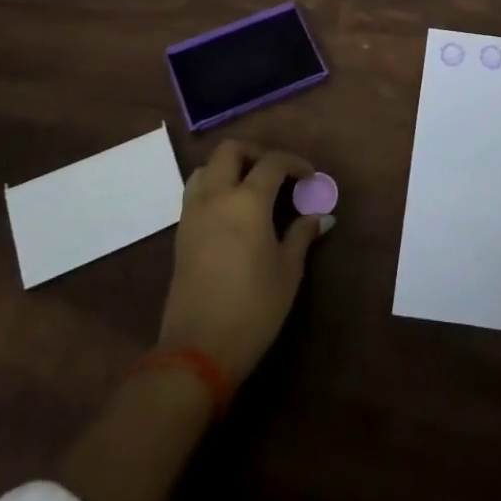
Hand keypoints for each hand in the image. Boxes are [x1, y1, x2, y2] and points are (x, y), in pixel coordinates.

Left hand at [158, 139, 325, 383]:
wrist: (198, 350)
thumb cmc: (253, 308)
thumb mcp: (288, 271)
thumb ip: (301, 235)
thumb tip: (319, 216)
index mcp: (247, 201)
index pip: (272, 162)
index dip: (294, 162)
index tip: (310, 177)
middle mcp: (216, 197)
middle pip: (230, 150)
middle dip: (255, 152)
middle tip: (277, 171)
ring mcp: (193, 214)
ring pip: (205, 168)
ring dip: (229, 167)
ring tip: (251, 186)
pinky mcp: (181, 234)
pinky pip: (196, 192)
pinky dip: (214, 187)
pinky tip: (232, 211)